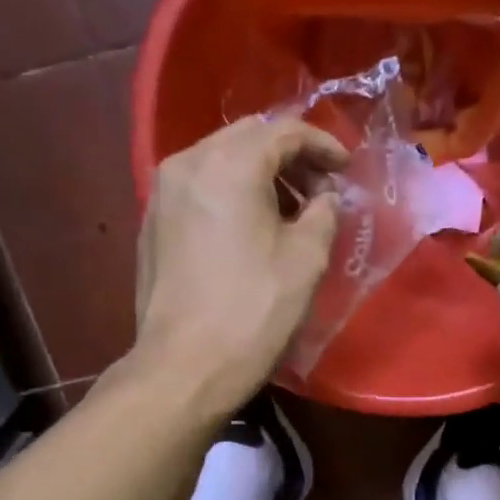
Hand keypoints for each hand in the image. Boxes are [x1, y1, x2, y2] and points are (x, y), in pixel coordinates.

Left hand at [131, 115, 344, 414]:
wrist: (185, 367)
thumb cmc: (254, 310)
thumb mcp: (306, 258)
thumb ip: (324, 212)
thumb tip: (324, 196)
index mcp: (229, 165)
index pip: (283, 132)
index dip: (323, 145)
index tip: (346, 169)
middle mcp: (187, 164)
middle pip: (247, 138)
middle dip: (289, 155)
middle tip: (319, 187)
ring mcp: (162, 193)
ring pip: (219, 160)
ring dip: (258, 174)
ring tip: (289, 210)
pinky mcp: (152, 223)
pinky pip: (199, 188)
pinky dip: (230, 193)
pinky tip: (250, 228)